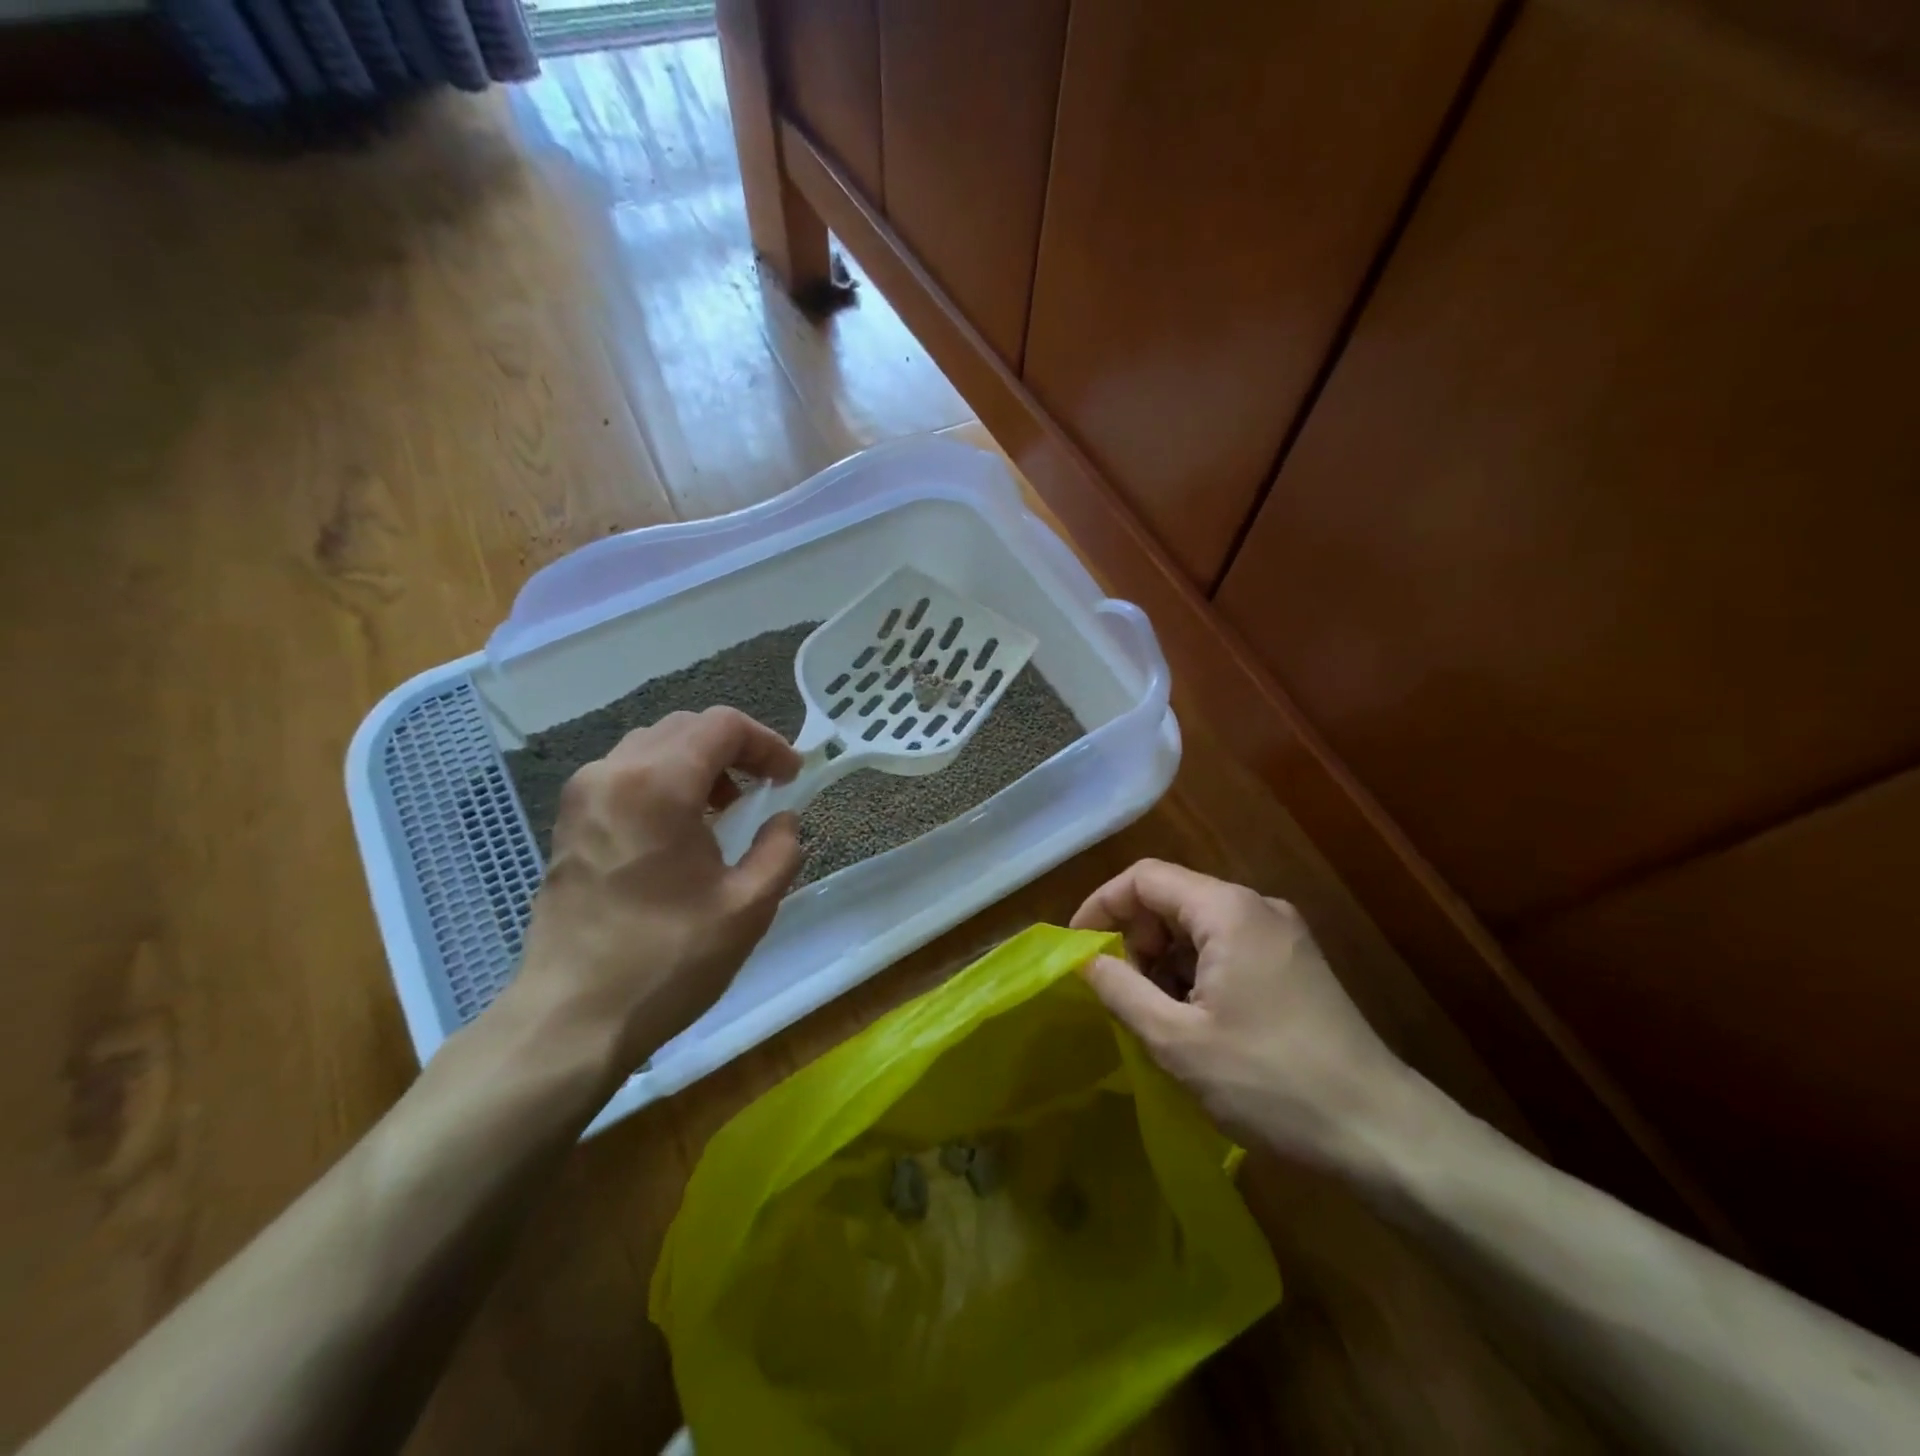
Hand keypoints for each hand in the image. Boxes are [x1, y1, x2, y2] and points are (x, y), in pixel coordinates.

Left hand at [507, 708, 802, 1078]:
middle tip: (766, 788)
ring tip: (727, 808)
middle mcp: (612, 773)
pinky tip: (682, 829)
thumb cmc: (666, 960)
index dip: (766, 743)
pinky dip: (665, 781)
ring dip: (698, 763)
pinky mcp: (568, 823)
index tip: (791, 778)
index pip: (722, 725)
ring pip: (652, 747)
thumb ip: (780, 849)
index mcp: (657, 784)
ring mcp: (582, 796)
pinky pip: (626, 775)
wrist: (570, 1019)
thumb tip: (782, 821)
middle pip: (685, 728)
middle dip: (734, 749)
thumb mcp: (748, 907)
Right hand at [1071, 860, 1415, 1171]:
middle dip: (1135, 939)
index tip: (1079, 949)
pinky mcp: (1296, 965)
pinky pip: (1228, 948)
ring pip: (1199, 927)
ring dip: (1164, 961)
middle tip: (1119, 994)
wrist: (1382, 1133)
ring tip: (1156, 1017)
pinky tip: (1195, 1023)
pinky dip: (1196, 974)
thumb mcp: (1177, 1040)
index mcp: (1227, 910)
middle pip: (1172, 899)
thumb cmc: (1270, 1081)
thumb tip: (1086, 960)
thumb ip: (1120, 990)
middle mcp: (1256, 907)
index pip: (1145, 877)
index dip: (1102, 905)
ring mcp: (1282, 935)